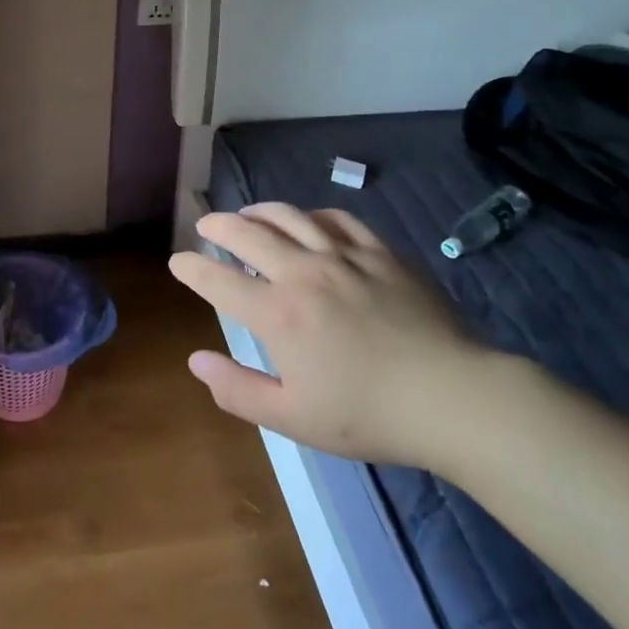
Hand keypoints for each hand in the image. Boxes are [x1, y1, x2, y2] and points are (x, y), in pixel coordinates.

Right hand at [169, 203, 493, 469]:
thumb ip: (237, 390)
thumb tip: (196, 360)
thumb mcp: (293, 417)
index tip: (177, 261)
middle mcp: (303, 272)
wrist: (451, 397)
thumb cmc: (367, 414)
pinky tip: (308, 222)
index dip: (192, 268)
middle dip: (218, 226)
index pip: (219, 280)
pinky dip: (312, 216)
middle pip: (248, 233)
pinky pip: (336, 219)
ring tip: (247, 214)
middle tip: (205, 225)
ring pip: (289, 216)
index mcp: (278, 313)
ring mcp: (343, 256)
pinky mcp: (379, 252)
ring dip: (259, 211)